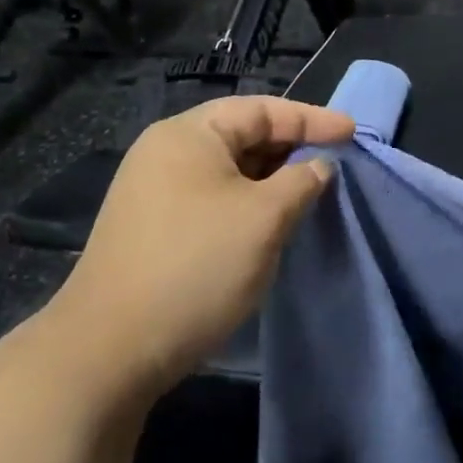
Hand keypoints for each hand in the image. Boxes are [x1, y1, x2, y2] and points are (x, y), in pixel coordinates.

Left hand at [43, 96, 354, 409]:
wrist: (109, 352)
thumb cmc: (196, 267)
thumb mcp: (264, 218)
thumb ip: (301, 181)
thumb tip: (318, 167)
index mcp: (189, 134)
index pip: (262, 109)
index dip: (312, 119)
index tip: (353, 133)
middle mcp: (166, 153)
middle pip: (242, 135)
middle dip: (291, 148)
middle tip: (334, 163)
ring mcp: (154, 192)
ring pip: (229, 170)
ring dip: (271, 179)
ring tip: (310, 193)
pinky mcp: (153, 228)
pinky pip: (213, 197)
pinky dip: (248, 202)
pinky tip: (270, 223)